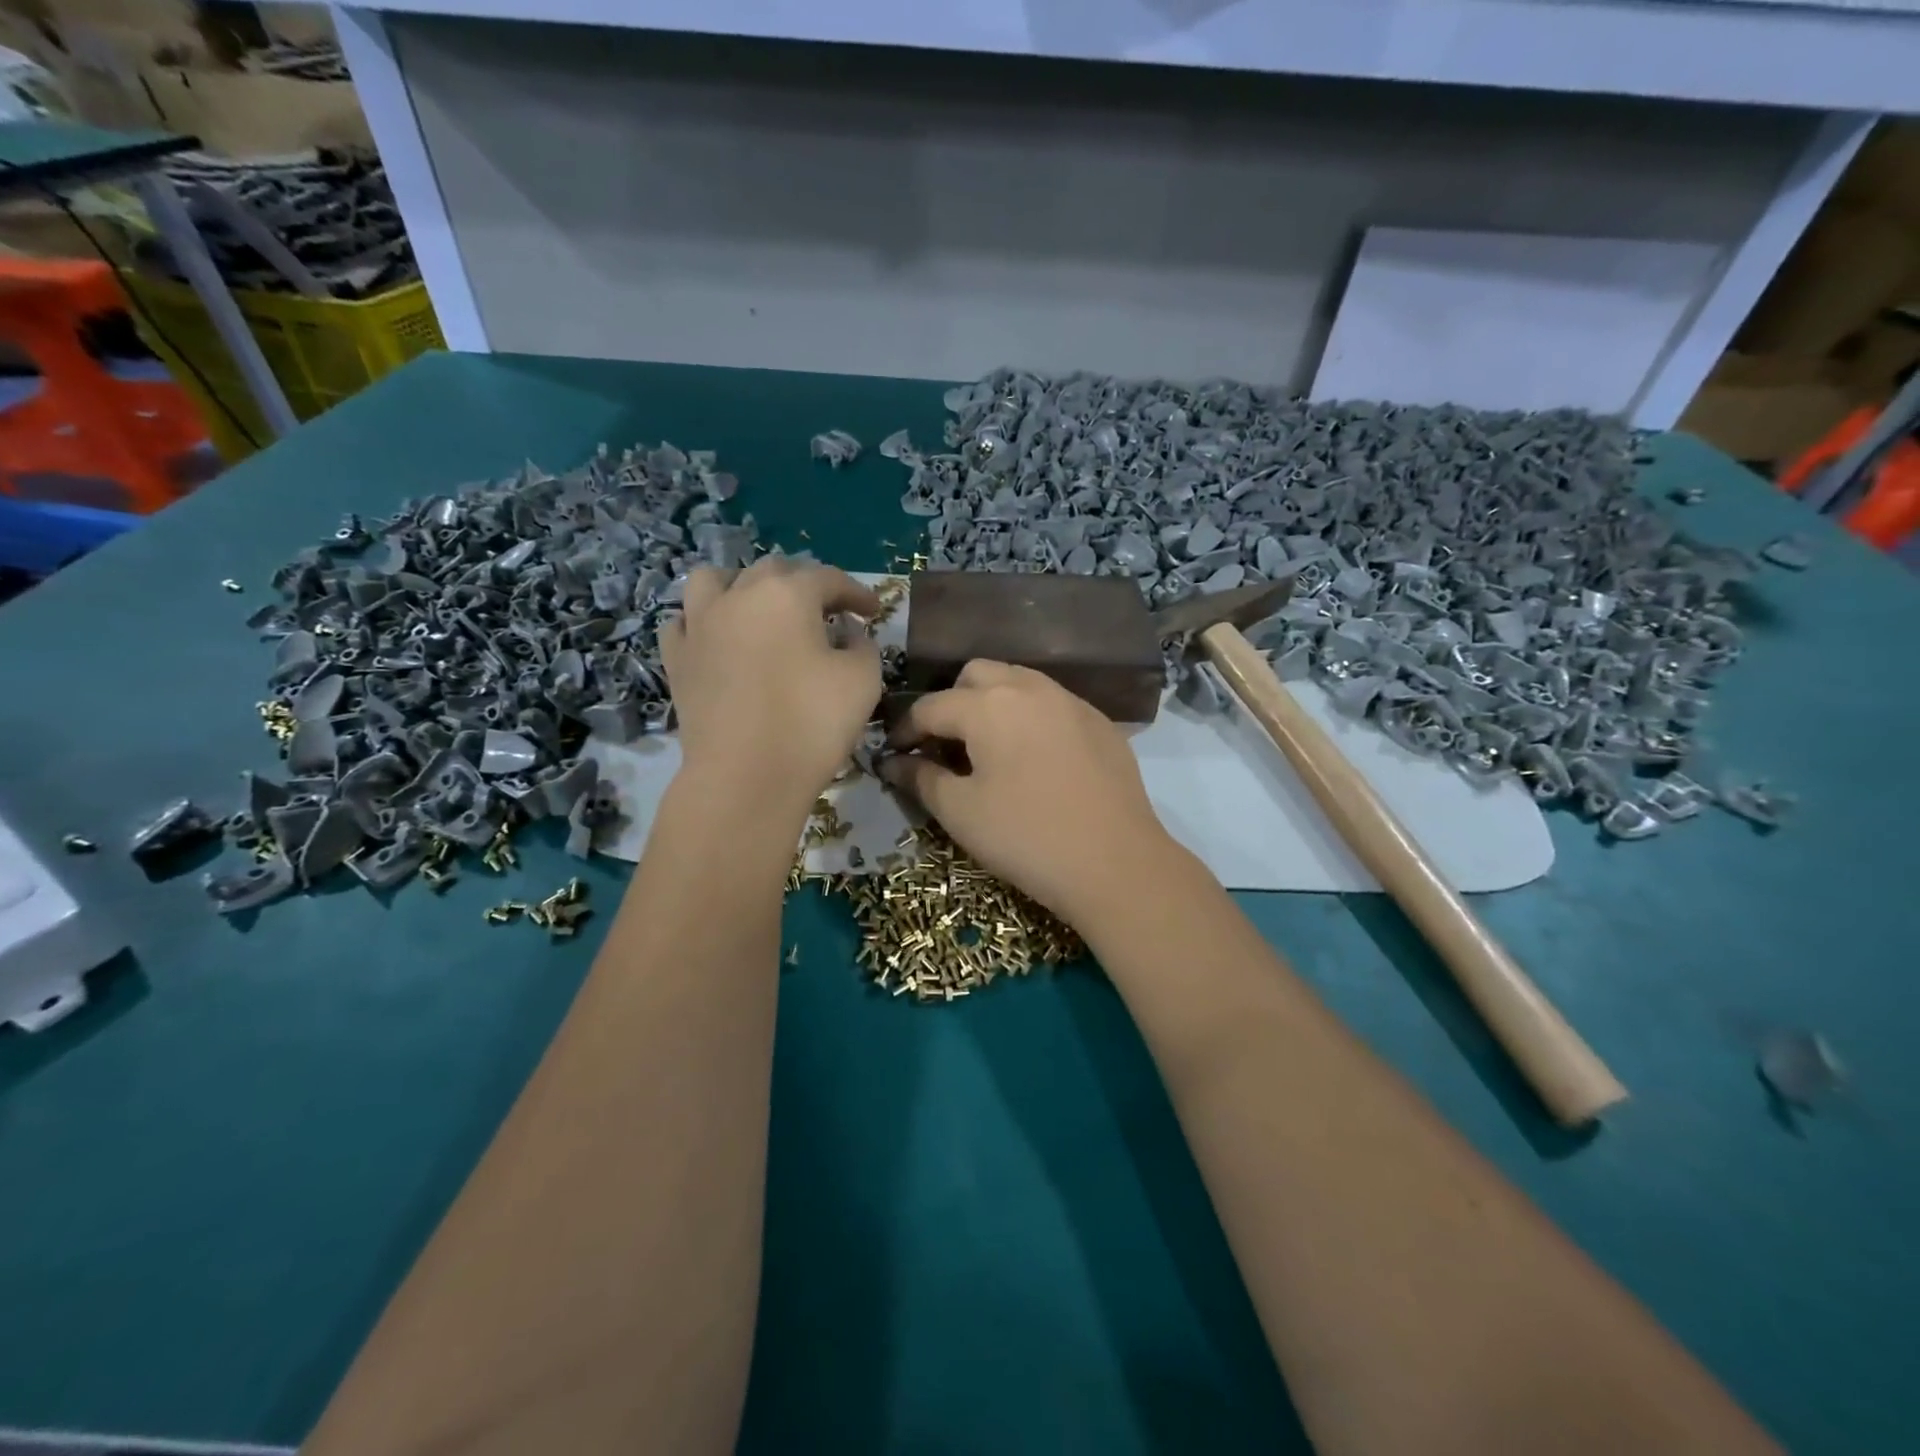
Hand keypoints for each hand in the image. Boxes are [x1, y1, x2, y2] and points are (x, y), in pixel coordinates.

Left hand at [660, 558, 881, 819]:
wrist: (745, 777)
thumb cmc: (812, 723)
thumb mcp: (863, 680)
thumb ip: (863, 645)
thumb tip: (847, 633)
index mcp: (787, 593)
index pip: (829, 578)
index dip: (856, 592)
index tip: (873, 612)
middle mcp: (739, 595)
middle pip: (773, 571)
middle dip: (804, 585)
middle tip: (826, 612)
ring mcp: (700, 625)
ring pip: (714, 581)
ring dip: (741, 586)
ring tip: (758, 608)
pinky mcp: (677, 659)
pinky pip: (684, 622)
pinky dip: (703, 622)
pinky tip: (719, 640)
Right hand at [881, 661, 1180, 925]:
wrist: (1116, 863)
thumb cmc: (1026, 837)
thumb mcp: (961, 812)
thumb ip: (920, 778)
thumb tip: (892, 762)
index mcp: (988, 705)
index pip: (930, 706)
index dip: (905, 730)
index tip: (894, 755)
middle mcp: (1029, 688)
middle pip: (976, 675)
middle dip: (951, 702)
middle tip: (944, 745)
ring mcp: (1071, 701)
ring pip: (1018, 682)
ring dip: (992, 703)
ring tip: (987, 746)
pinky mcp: (1100, 722)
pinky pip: (1052, 703)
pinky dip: (1030, 716)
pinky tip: (1033, 757)